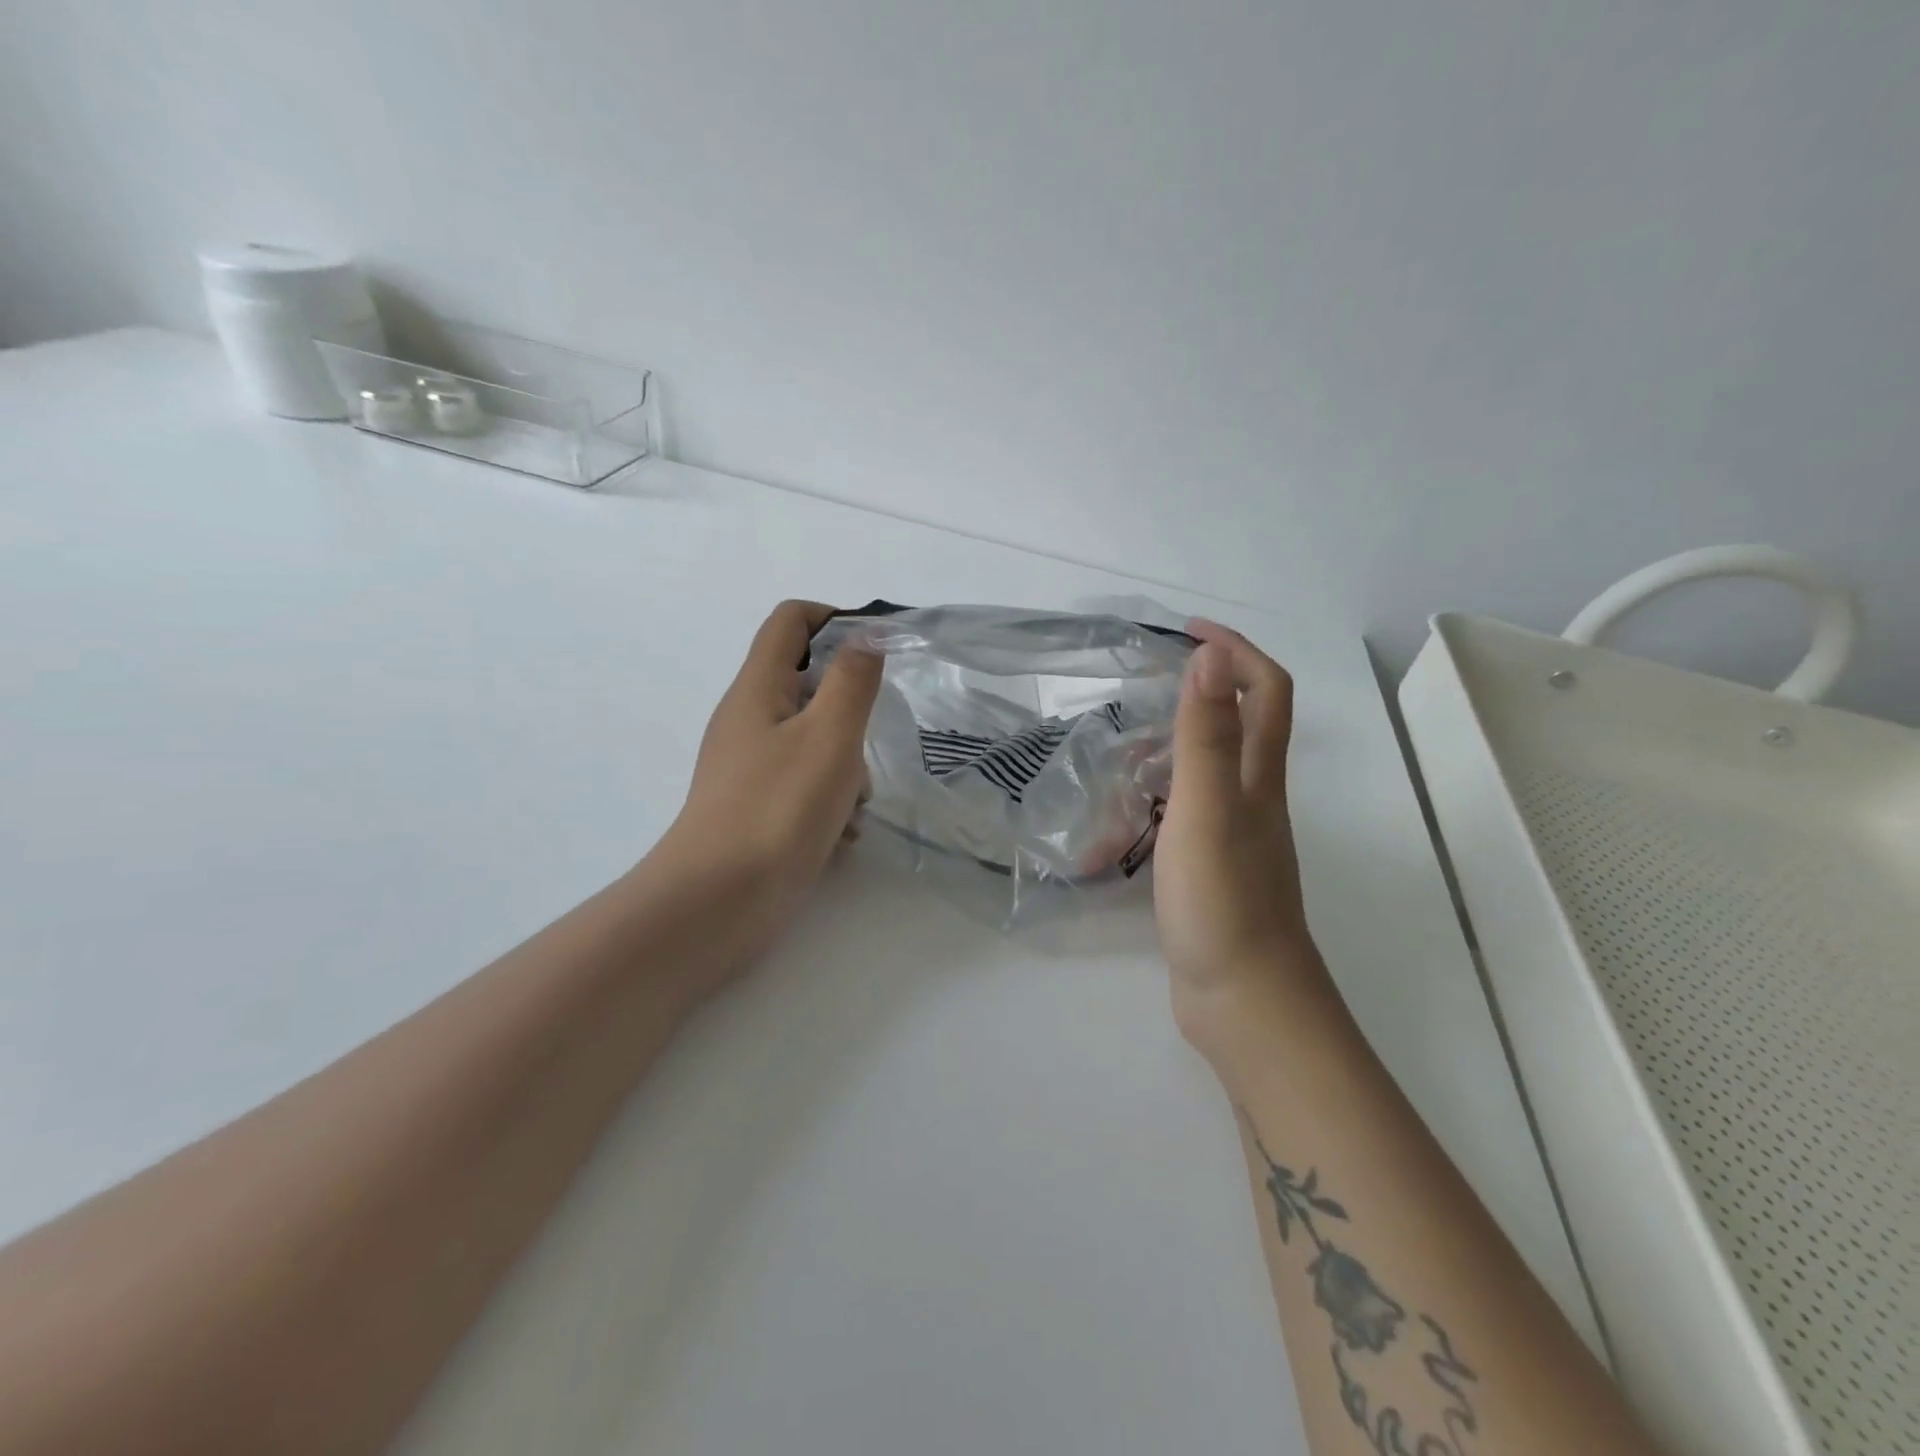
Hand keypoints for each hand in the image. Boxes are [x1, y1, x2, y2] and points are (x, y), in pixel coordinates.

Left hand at [650, 601, 882, 983]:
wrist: (720, 902)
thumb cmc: (778, 808)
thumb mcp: (829, 735)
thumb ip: (853, 679)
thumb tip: (866, 635)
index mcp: (757, 688)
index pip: (791, 621)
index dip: (836, 619)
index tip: (878, 648)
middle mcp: (748, 719)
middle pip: (807, 684)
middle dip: (849, 708)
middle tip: (867, 740)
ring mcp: (750, 766)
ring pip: (813, 739)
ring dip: (846, 762)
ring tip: (856, 802)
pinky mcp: (758, 806)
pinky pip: (804, 783)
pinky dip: (830, 798)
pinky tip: (842, 833)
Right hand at [1152, 620, 1327, 1067]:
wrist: (1243, 999)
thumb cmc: (1223, 899)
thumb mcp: (1207, 809)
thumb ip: (1205, 736)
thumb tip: (1209, 657)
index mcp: (1259, 777)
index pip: (1265, 690)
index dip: (1235, 650)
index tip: (1186, 630)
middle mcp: (1254, 798)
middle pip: (1239, 725)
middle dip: (1201, 691)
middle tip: (1143, 686)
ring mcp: (1234, 836)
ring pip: (1207, 772)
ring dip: (1170, 749)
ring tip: (1118, 753)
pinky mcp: (1212, 868)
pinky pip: (1183, 816)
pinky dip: (1154, 803)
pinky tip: (1118, 821)